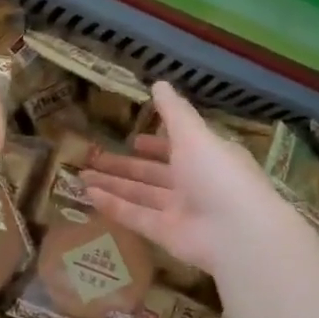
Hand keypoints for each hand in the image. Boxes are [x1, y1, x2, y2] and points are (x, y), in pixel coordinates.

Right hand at [81, 83, 299, 277]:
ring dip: (113, 184)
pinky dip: (113, 206)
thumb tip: (159, 82)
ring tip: (81, 175)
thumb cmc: (218, 173)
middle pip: (153, 173)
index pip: (178, 148)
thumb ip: (173, 112)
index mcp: (206, 157)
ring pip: (140, 195)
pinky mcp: (166, 234)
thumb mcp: (194, 134)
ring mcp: (180, 211)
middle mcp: (194, 183)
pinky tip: (89, 194)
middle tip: (94, 157)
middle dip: (125, 166)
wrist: (237, 232)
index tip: (134, 140)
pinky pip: (136, 217)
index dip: (156, 144)